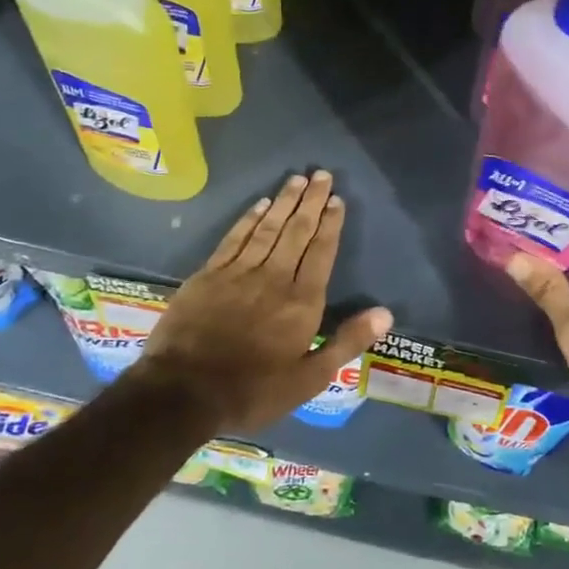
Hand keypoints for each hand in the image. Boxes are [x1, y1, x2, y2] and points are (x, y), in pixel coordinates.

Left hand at [131, 171, 392, 432]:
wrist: (182, 393)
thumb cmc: (253, 390)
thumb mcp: (309, 378)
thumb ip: (347, 342)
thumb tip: (386, 314)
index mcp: (301, 301)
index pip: (321, 252)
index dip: (330, 224)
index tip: (337, 200)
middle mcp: (273, 277)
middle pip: (296, 231)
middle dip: (311, 201)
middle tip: (322, 175)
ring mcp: (238, 273)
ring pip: (267, 228)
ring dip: (283, 202)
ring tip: (297, 179)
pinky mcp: (208, 275)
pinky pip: (234, 238)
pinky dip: (249, 219)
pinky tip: (259, 204)